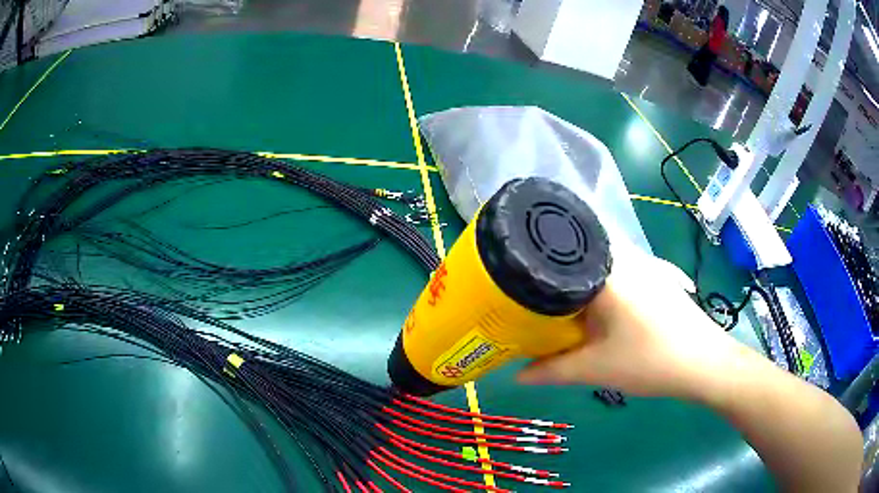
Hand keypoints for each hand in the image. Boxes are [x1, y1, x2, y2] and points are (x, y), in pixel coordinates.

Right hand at [518, 244, 742, 402]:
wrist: (704, 363)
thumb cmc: (650, 361)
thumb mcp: (595, 369)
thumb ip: (552, 371)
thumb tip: (516, 375)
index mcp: (607, 270)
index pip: (562, 246)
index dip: (535, 255)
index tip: (515, 269)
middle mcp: (626, 256)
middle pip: (581, 248)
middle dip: (557, 264)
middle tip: (533, 284)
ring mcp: (647, 262)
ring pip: (604, 255)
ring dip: (583, 271)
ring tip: (561, 292)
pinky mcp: (659, 274)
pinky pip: (623, 265)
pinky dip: (605, 276)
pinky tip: (601, 298)